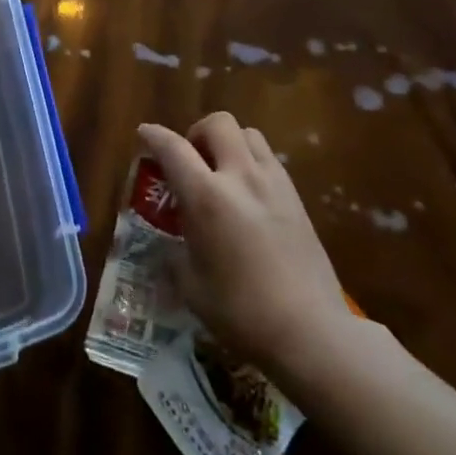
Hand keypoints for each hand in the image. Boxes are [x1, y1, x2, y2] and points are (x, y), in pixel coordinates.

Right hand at [138, 113, 347, 373]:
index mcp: (207, 197)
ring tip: (222, 172)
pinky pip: (268, 158)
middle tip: (191, 161)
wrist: (310, 331)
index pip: (173, 148)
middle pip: (218, 124)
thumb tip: (171, 245)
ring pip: (248, 133)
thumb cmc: (241, 312)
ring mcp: (273, 183)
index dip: (154, 136)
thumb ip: (176, 254)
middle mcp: (240, 177)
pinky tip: (248, 194)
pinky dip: (251, 161)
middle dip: (197, 132)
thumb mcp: (192, 287)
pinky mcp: (296, 197)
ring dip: (228, 142)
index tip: (144, 133)